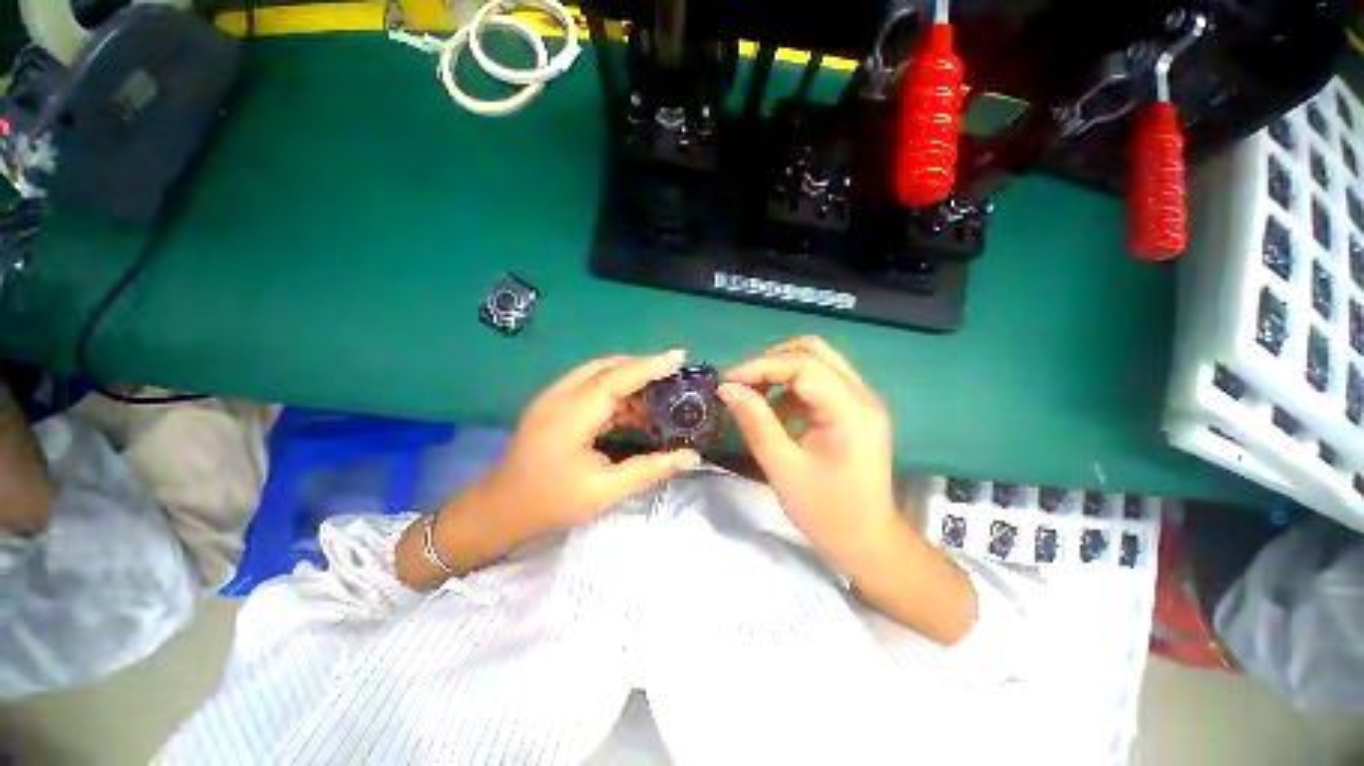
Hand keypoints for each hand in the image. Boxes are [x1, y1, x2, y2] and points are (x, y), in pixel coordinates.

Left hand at [486, 350, 700, 534]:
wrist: (501, 507)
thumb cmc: (553, 501)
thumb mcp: (606, 490)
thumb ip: (651, 469)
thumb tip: (692, 457)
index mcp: (570, 415)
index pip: (616, 378)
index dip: (649, 366)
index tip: (680, 356)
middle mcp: (559, 396)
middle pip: (607, 367)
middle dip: (643, 367)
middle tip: (674, 377)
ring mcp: (553, 397)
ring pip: (599, 373)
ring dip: (630, 379)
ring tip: (659, 397)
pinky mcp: (554, 403)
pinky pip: (590, 385)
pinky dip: (616, 391)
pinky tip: (634, 410)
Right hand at [719, 336, 896, 570]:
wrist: (868, 541)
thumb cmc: (826, 511)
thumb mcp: (783, 468)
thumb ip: (756, 423)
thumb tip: (727, 388)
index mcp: (851, 411)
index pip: (803, 366)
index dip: (761, 366)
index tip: (728, 381)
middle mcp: (862, 395)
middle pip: (813, 351)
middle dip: (771, 361)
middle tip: (741, 384)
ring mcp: (861, 400)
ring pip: (817, 361)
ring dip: (781, 371)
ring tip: (754, 395)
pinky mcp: (855, 409)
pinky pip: (820, 380)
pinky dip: (792, 386)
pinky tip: (777, 411)